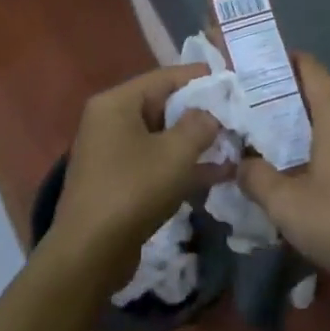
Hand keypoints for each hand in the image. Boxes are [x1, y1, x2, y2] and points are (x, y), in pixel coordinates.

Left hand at [49, 63, 224, 267]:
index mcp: (116, 103)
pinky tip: (221, 174)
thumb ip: (200, 124)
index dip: (200, 78)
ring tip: (236, 143)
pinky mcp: (120, 181)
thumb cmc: (133, 191)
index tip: (234, 80)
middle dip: (202, 112)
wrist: (90, 253)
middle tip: (239, 114)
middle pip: (163, 106)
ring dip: (197, 142)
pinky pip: (157, 163)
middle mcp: (110, 121)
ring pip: (163, 138)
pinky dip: (184, 166)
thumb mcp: (176, 153)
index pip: (164, 77)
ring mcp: (113, 153)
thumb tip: (210, 113)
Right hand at [239, 54, 329, 295]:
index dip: (290, 62)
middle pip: (327, 106)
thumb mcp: (287, 206)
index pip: (314, 72)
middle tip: (260, 122)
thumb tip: (241, 164)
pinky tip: (322, 193)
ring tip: (286, 162)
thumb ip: (257, 179)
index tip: (265, 63)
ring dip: (317, 143)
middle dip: (294, 111)